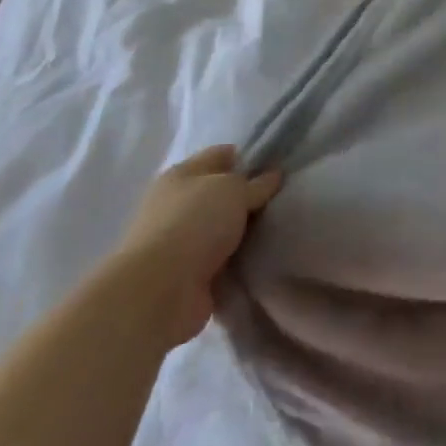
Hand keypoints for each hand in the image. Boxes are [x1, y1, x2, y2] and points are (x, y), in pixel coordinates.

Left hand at [110, 145, 281, 348]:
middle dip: (250, 196)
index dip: (248, 157)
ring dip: (246, 229)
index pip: (220, 155)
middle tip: (285, 198)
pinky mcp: (189, 272)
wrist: (161, 289)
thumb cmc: (195, 223)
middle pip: (222, 193)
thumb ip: (256, 183)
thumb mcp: (233, 190)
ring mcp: (181, 240)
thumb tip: (272, 177)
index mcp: (182, 175)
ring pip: (224, 226)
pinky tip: (266, 254)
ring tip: (282, 226)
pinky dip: (241, 257)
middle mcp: (178, 204)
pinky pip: (224, 257)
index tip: (278, 166)